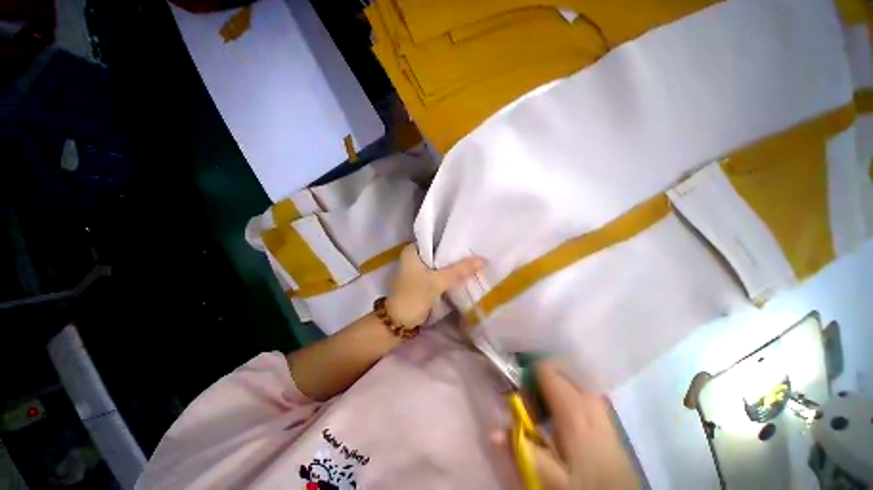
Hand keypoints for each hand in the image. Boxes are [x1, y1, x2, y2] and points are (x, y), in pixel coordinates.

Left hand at [385, 243, 484, 326]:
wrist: (400, 322)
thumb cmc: (414, 296)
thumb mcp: (438, 281)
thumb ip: (459, 270)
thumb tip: (483, 259)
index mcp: (412, 250)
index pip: (435, 239)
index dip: (452, 239)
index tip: (469, 240)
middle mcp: (414, 257)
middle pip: (439, 251)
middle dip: (455, 253)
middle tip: (475, 250)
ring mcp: (418, 269)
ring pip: (440, 263)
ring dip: (453, 264)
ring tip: (474, 259)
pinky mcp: (422, 280)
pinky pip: (439, 273)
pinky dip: (449, 273)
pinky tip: (464, 273)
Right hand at [527, 363, 638, 489]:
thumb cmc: (585, 487)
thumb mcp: (551, 479)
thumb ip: (522, 451)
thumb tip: (493, 431)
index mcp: (573, 408)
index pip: (545, 368)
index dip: (528, 374)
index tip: (521, 392)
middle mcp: (589, 399)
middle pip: (558, 370)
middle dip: (541, 380)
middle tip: (532, 405)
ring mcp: (601, 405)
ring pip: (570, 379)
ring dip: (554, 388)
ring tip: (546, 412)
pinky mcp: (607, 415)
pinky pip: (581, 390)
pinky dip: (567, 394)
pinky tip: (564, 417)